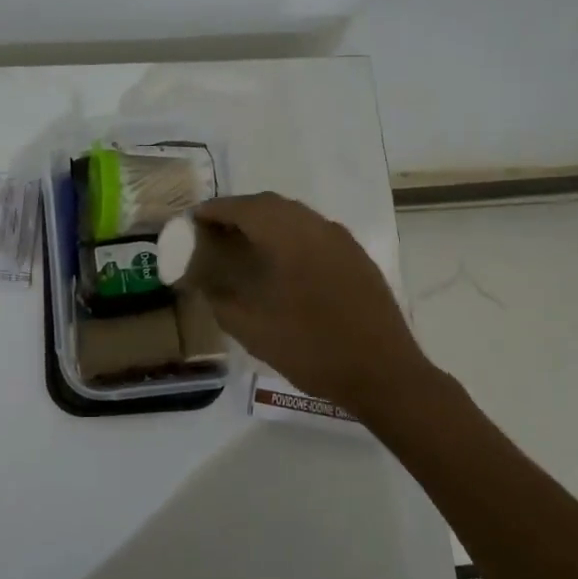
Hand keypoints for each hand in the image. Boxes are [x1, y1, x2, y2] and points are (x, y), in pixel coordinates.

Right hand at [191, 193, 430, 413]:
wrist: (384, 373)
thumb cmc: (312, 349)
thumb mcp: (253, 330)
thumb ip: (221, 298)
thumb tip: (201, 279)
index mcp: (290, 237)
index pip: (244, 208)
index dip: (215, 210)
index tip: (193, 219)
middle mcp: (317, 227)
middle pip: (270, 205)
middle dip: (239, 211)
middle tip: (214, 230)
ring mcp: (342, 240)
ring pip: (295, 216)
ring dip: (265, 221)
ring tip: (242, 243)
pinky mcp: (357, 257)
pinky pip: (315, 231)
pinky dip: (289, 234)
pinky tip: (281, 261)